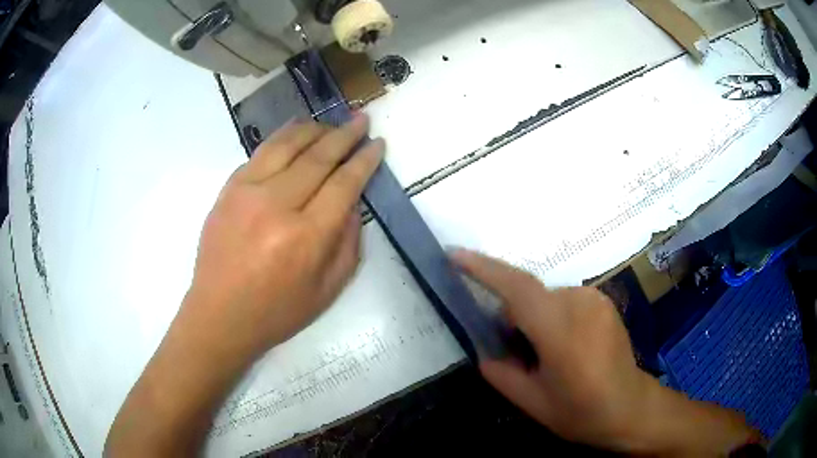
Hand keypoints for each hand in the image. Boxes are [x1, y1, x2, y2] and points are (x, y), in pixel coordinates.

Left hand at [184, 115, 383, 359]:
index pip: (344, 184)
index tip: (377, 143)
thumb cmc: (276, 312)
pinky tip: (295, 129)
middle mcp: (276, 206)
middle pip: (318, 157)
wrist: (219, 315)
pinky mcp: (228, 189)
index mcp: (306, 237)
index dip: (365, 160)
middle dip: (345, 135)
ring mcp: (247, 192)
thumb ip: (348, 244)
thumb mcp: (328, 290)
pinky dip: (283, 136)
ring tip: (331, 122)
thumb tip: (353, 203)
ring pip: (287, 144)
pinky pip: (260, 152)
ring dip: (314, 128)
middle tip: (361, 119)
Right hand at [452, 250, 758, 454]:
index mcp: (562, 334)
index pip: (517, 290)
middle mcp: (581, 305)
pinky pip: (564, 301)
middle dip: (512, 317)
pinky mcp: (604, 301)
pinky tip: (565, 347)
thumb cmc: (581, 413)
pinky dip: (552, 317)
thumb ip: (500, 372)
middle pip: (529, 297)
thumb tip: (483, 349)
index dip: (484, 269)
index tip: (454, 255)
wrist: (631, 407)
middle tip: (511, 349)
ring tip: (544, 354)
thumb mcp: (532, 403)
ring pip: (546, 299)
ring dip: (534, 320)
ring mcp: (596, 299)